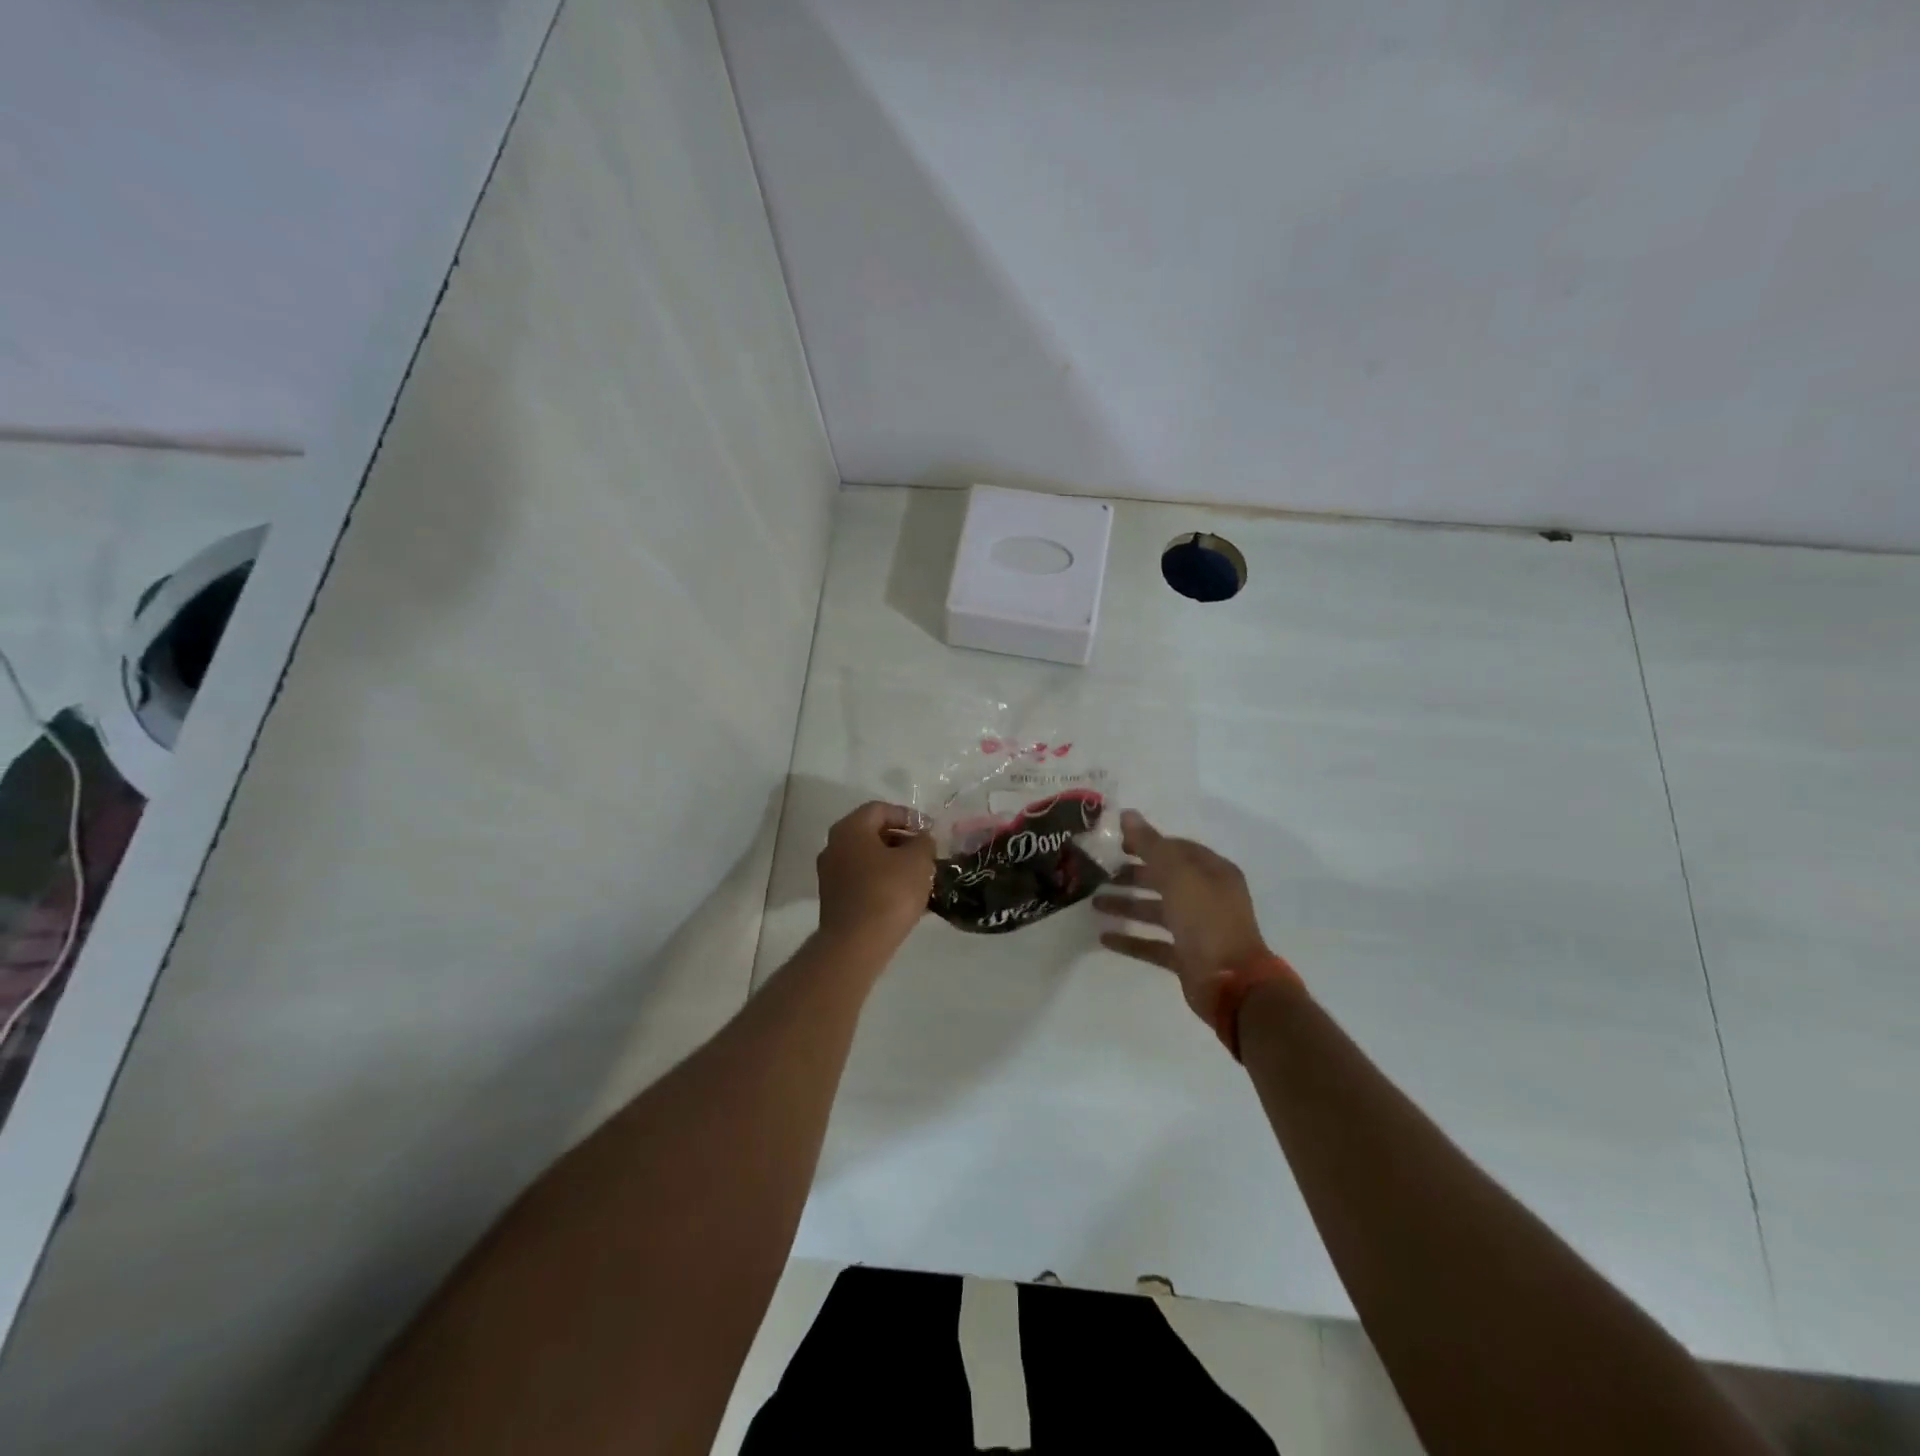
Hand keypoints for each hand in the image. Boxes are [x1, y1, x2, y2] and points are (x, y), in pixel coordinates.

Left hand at [816, 801, 935, 951]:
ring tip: (921, 877)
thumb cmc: (888, 893)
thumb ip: (923, 842)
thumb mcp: (918, 860)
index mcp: (850, 829)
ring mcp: (831, 875)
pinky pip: (864, 881)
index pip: (881, 809)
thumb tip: (921, 840)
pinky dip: (884, 882)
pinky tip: (906, 897)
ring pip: (869, 859)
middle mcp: (834, 846)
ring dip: (894, 863)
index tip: (930, 831)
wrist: (856, 944)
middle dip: (902, 841)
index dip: (908, 816)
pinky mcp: (835, 900)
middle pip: (872, 833)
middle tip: (927, 854)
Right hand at [1094, 810, 1280, 1023]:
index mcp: (1213, 872)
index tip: (1115, 842)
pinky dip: (1131, 940)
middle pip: (1164, 879)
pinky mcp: (1186, 957)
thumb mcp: (1177, 875)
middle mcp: (1207, 897)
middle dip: (1132, 875)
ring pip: (1156, 911)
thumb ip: (1150, 845)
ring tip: (1095, 902)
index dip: (1147, 843)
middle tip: (1099, 872)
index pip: (1176, 849)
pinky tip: (1104, 937)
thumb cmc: (1206, 919)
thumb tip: (1126, 814)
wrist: (1232, 983)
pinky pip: (1154, 944)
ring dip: (1127, 905)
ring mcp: (1198, 929)